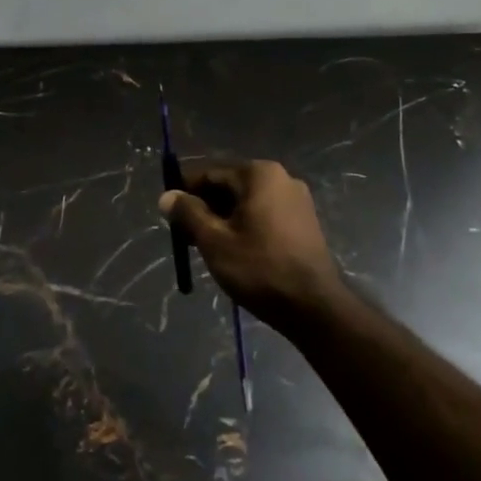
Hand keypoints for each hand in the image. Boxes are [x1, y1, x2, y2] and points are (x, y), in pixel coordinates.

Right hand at [159, 160, 347, 326]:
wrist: (313, 306)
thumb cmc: (259, 268)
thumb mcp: (214, 241)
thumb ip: (188, 214)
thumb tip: (167, 195)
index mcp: (259, 174)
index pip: (210, 174)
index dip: (185, 192)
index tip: (169, 216)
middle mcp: (281, 178)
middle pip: (229, 186)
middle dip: (205, 208)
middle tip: (186, 236)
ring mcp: (296, 200)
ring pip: (246, 202)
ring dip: (223, 219)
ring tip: (207, 247)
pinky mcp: (304, 222)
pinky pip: (264, 215)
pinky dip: (245, 226)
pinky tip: (235, 251)